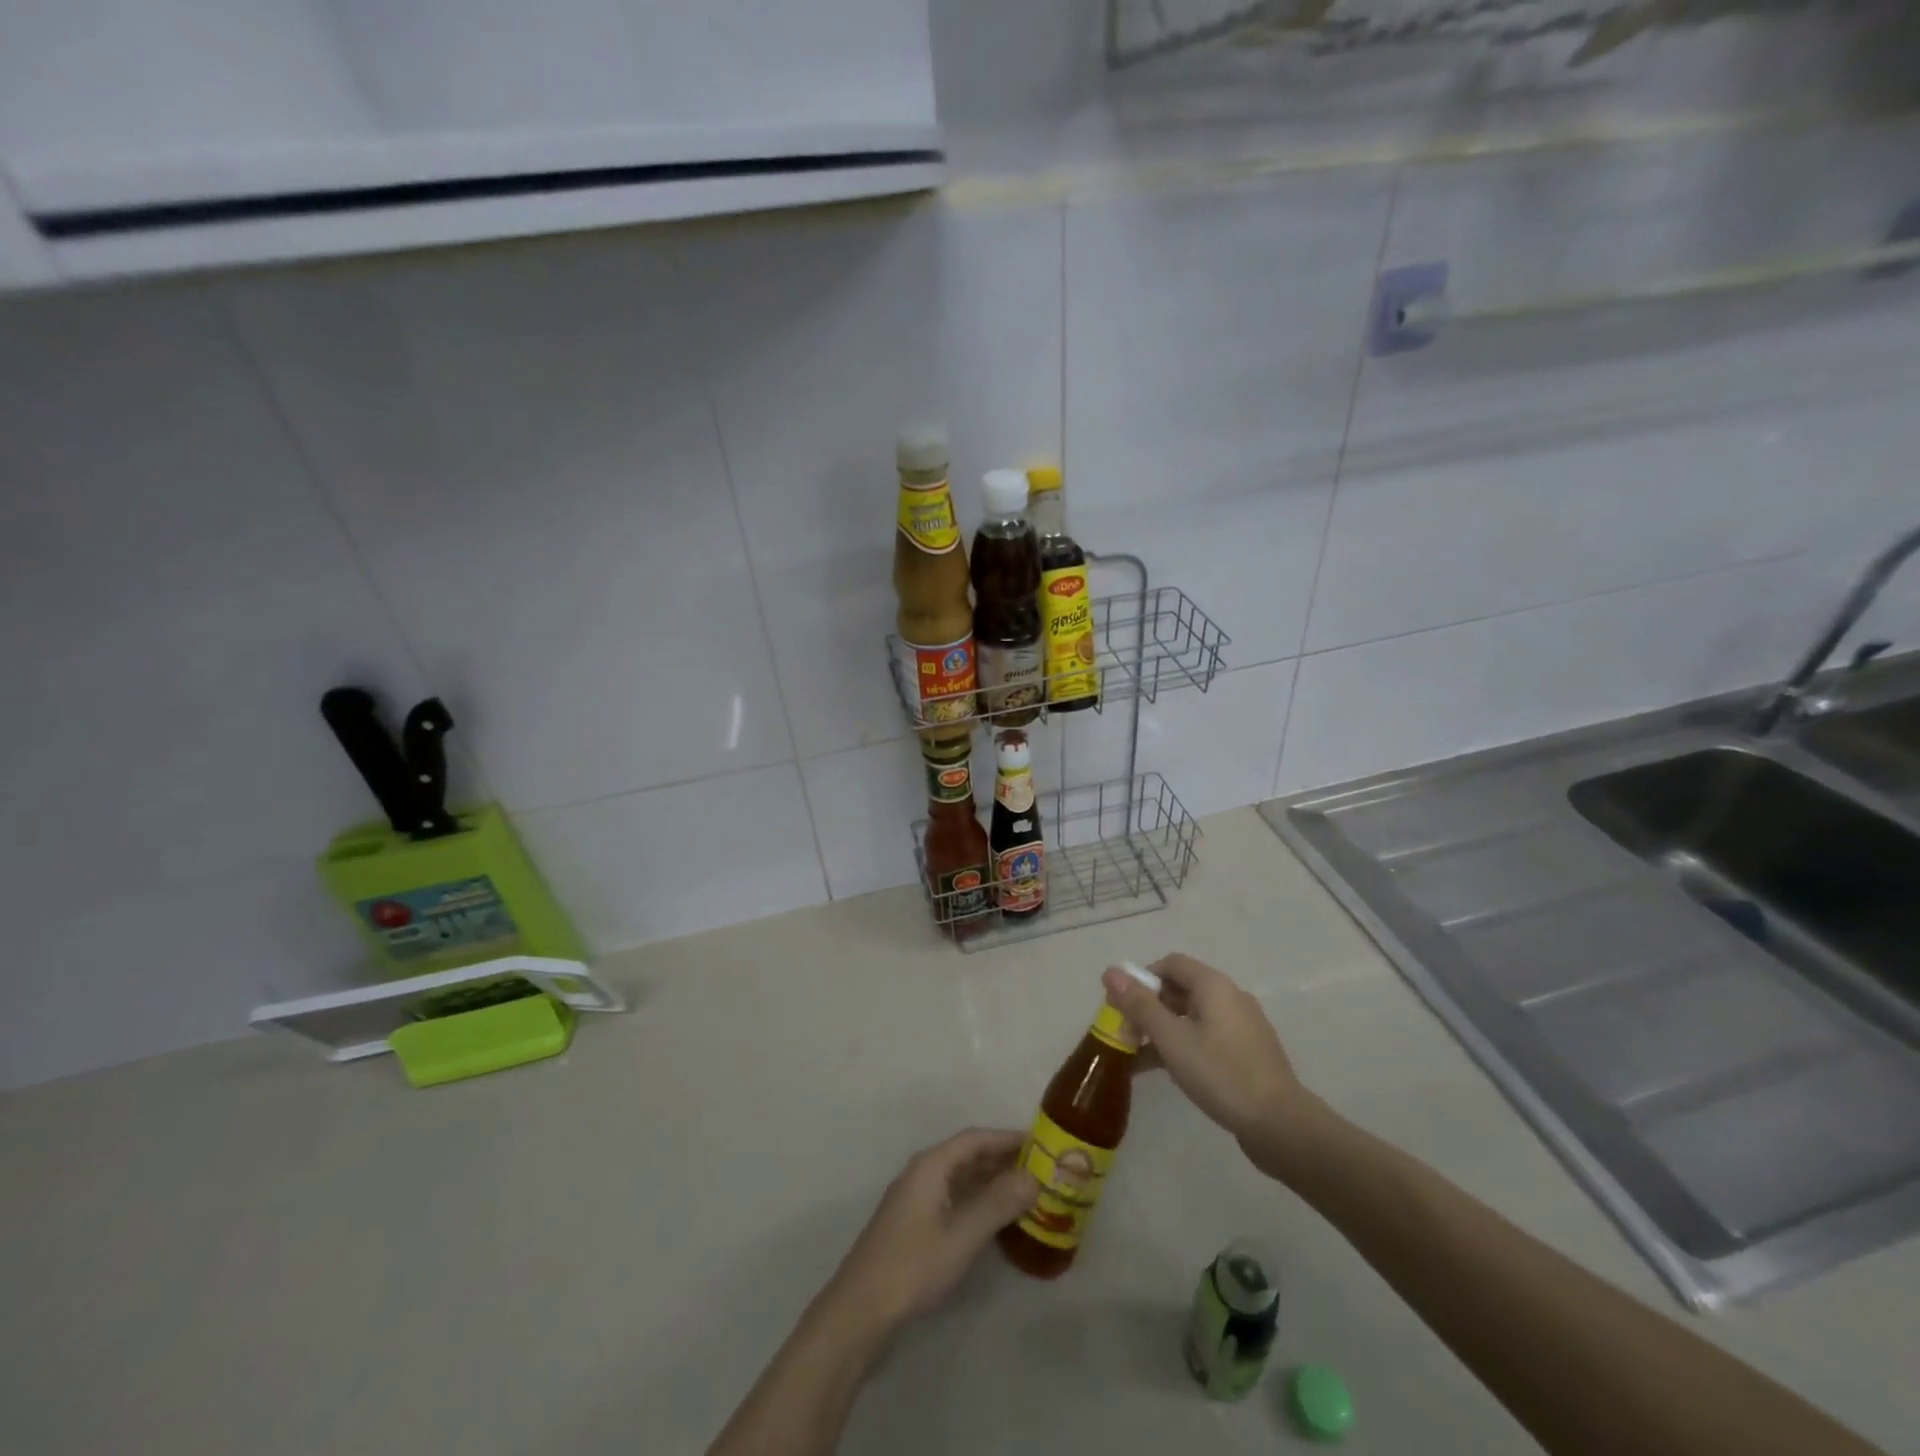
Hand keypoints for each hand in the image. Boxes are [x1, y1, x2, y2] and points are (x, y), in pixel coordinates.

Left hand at [826, 1128, 1038, 1335]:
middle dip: (1002, 1160)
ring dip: (990, 1182)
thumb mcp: (961, 1236)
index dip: (1006, 1138)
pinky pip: (953, 1199)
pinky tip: (995, 1219)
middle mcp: (922, 1173)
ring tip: (1025, 1192)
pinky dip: (976, 1201)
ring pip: (960, 1179)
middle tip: (1039, 1170)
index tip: (1039, 1143)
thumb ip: (997, 1204)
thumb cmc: (912, 1266)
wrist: (859, 1311)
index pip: (974, 1139)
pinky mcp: (914, 1224)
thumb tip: (1032, 1178)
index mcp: (931, 1166)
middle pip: (967, 1156)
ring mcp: (916, 1199)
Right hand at [1103, 955, 1318, 1178]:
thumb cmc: (1221, 1074)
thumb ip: (1140, 1005)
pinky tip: (1164, 1072)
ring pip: (1191, 1017)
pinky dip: (1182, 1046)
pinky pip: (1205, 1038)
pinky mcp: (1246, 1054)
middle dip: (1148, 1008)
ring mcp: (1241, 1027)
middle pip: (1179, 989)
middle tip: (1125, 1035)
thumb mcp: (1171, 1039)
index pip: (1170, 964)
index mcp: (1213, 985)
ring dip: (1161, 1031)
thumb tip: (1111, 971)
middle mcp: (1229, 997)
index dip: (1142, 978)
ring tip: (1135, 1059)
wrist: (1281, 1126)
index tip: (1121, 1006)